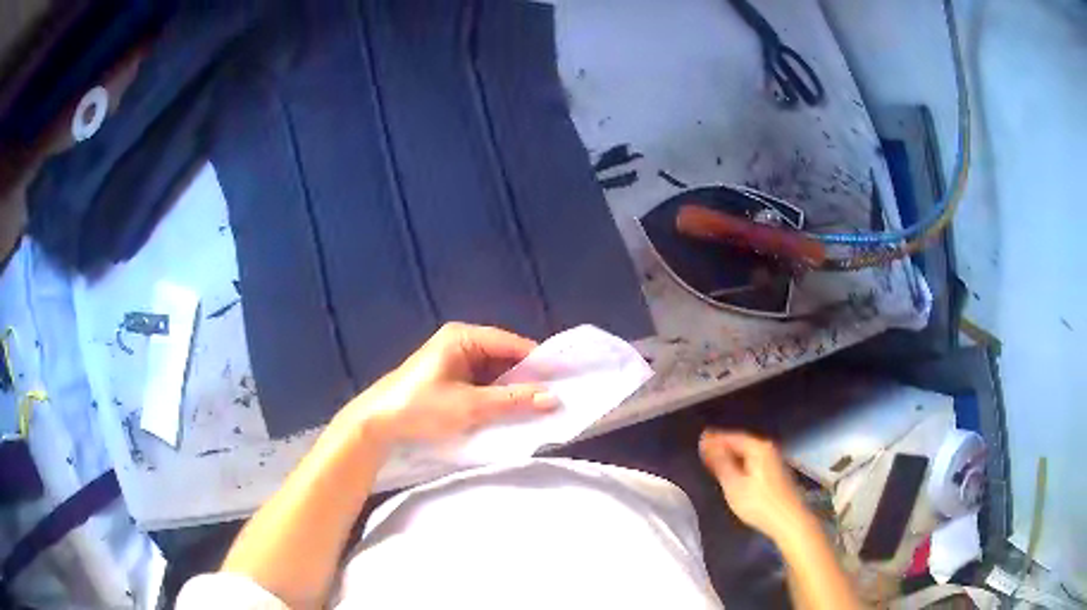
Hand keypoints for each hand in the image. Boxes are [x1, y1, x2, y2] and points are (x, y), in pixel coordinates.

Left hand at [347, 322, 557, 444]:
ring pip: (492, 371)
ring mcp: (452, 359)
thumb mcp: (471, 405)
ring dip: (509, 388)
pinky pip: (480, 381)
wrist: (377, 423)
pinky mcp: (447, 377)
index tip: (563, 380)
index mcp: (464, 336)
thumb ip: (513, 400)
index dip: (537, 362)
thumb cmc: (422, 407)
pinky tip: (508, 409)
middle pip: (503, 356)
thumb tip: (554, 397)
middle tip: (552, 397)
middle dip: (524, 377)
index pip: (512, 343)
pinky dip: (494, 394)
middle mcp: (460, 341)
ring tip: (536, 405)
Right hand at [699, 430, 806, 538]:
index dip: (715, 438)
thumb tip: (707, 443)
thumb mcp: (734, 484)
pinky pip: (754, 461)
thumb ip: (720, 462)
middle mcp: (768, 449)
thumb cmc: (759, 503)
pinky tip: (734, 471)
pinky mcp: (777, 473)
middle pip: (742, 443)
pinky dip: (741, 462)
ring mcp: (775, 460)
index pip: (732, 437)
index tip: (699, 439)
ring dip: (732, 455)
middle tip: (704, 450)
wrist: (789, 521)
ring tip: (715, 461)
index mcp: (758, 448)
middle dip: (723, 445)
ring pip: (748, 452)